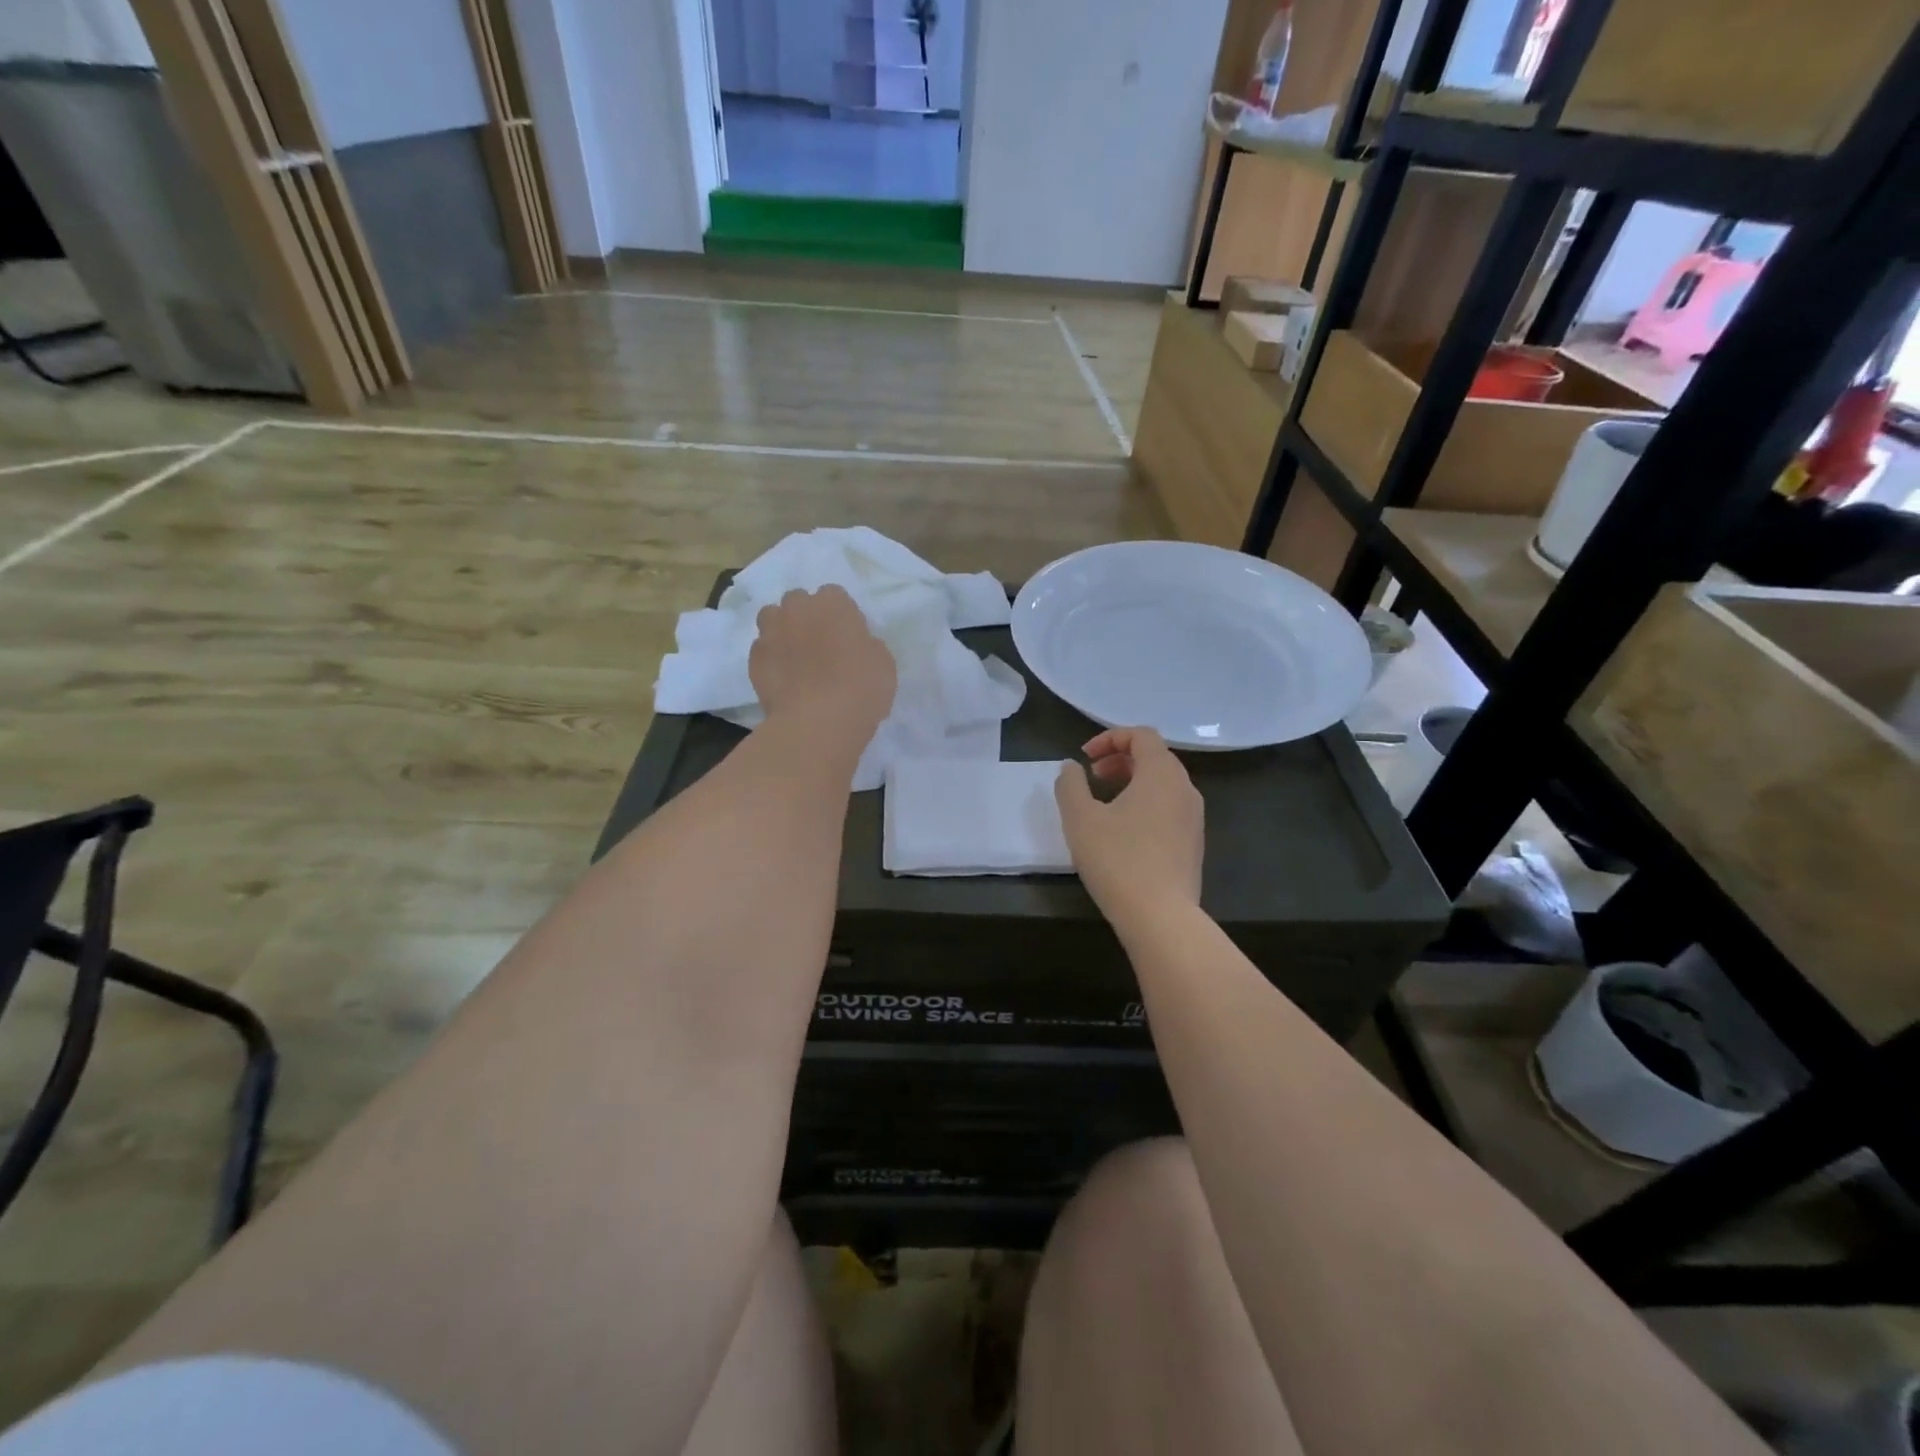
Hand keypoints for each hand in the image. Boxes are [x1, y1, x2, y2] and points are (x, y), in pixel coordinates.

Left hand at [749, 586, 896, 747]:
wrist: (818, 723)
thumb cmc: (860, 688)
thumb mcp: (883, 662)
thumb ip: (866, 644)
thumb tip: (855, 645)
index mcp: (832, 603)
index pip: (834, 595)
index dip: (840, 615)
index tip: (848, 636)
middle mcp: (797, 609)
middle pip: (798, 601)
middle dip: (806, 616)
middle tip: (820, 644)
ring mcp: (770, 633)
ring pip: (772, 618)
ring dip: (782, 630)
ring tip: (795, 656)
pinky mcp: (754, 660)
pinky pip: (762, 650)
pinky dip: (771, 659)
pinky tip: (783, 679)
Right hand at [1055, 727, 1203, 925]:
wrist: (1160, 917)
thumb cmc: (1117, 859)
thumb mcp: (1080, 818)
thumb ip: (1070, 785)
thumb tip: (1071, 768)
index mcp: (1162, 774)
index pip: (1142, 735)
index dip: (1110, 738)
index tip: (1084, 757)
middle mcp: (1185, 789)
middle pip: (1155, 757)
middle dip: (1120, 759)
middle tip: (1092, 777)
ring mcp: (1194, 818)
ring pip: (1163, 784)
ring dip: (1132, 783)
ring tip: (1103, 804)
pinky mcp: (1193, 844)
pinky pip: (1169, 808)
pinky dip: (1145, 804)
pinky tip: (1122, 832)